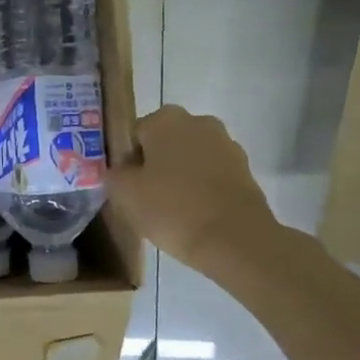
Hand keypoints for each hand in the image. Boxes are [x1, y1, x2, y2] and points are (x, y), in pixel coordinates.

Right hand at [107, 106, 278, 272]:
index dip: (127, 161)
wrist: (235, 240)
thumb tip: (120, 171)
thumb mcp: (124, 193)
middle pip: (164, 143)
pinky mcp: (245, 170)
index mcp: (165, 119)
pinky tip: (195, 214)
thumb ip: (114, 174)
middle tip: (146, 198)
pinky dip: (202, 188)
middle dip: (155, 165)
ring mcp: (226, 144)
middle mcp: (198, 122)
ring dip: (180, 176)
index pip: (134, 135)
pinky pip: (212, 175)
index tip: (127, 187)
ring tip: (172, 210)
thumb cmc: (172, 209)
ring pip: (190, 158)